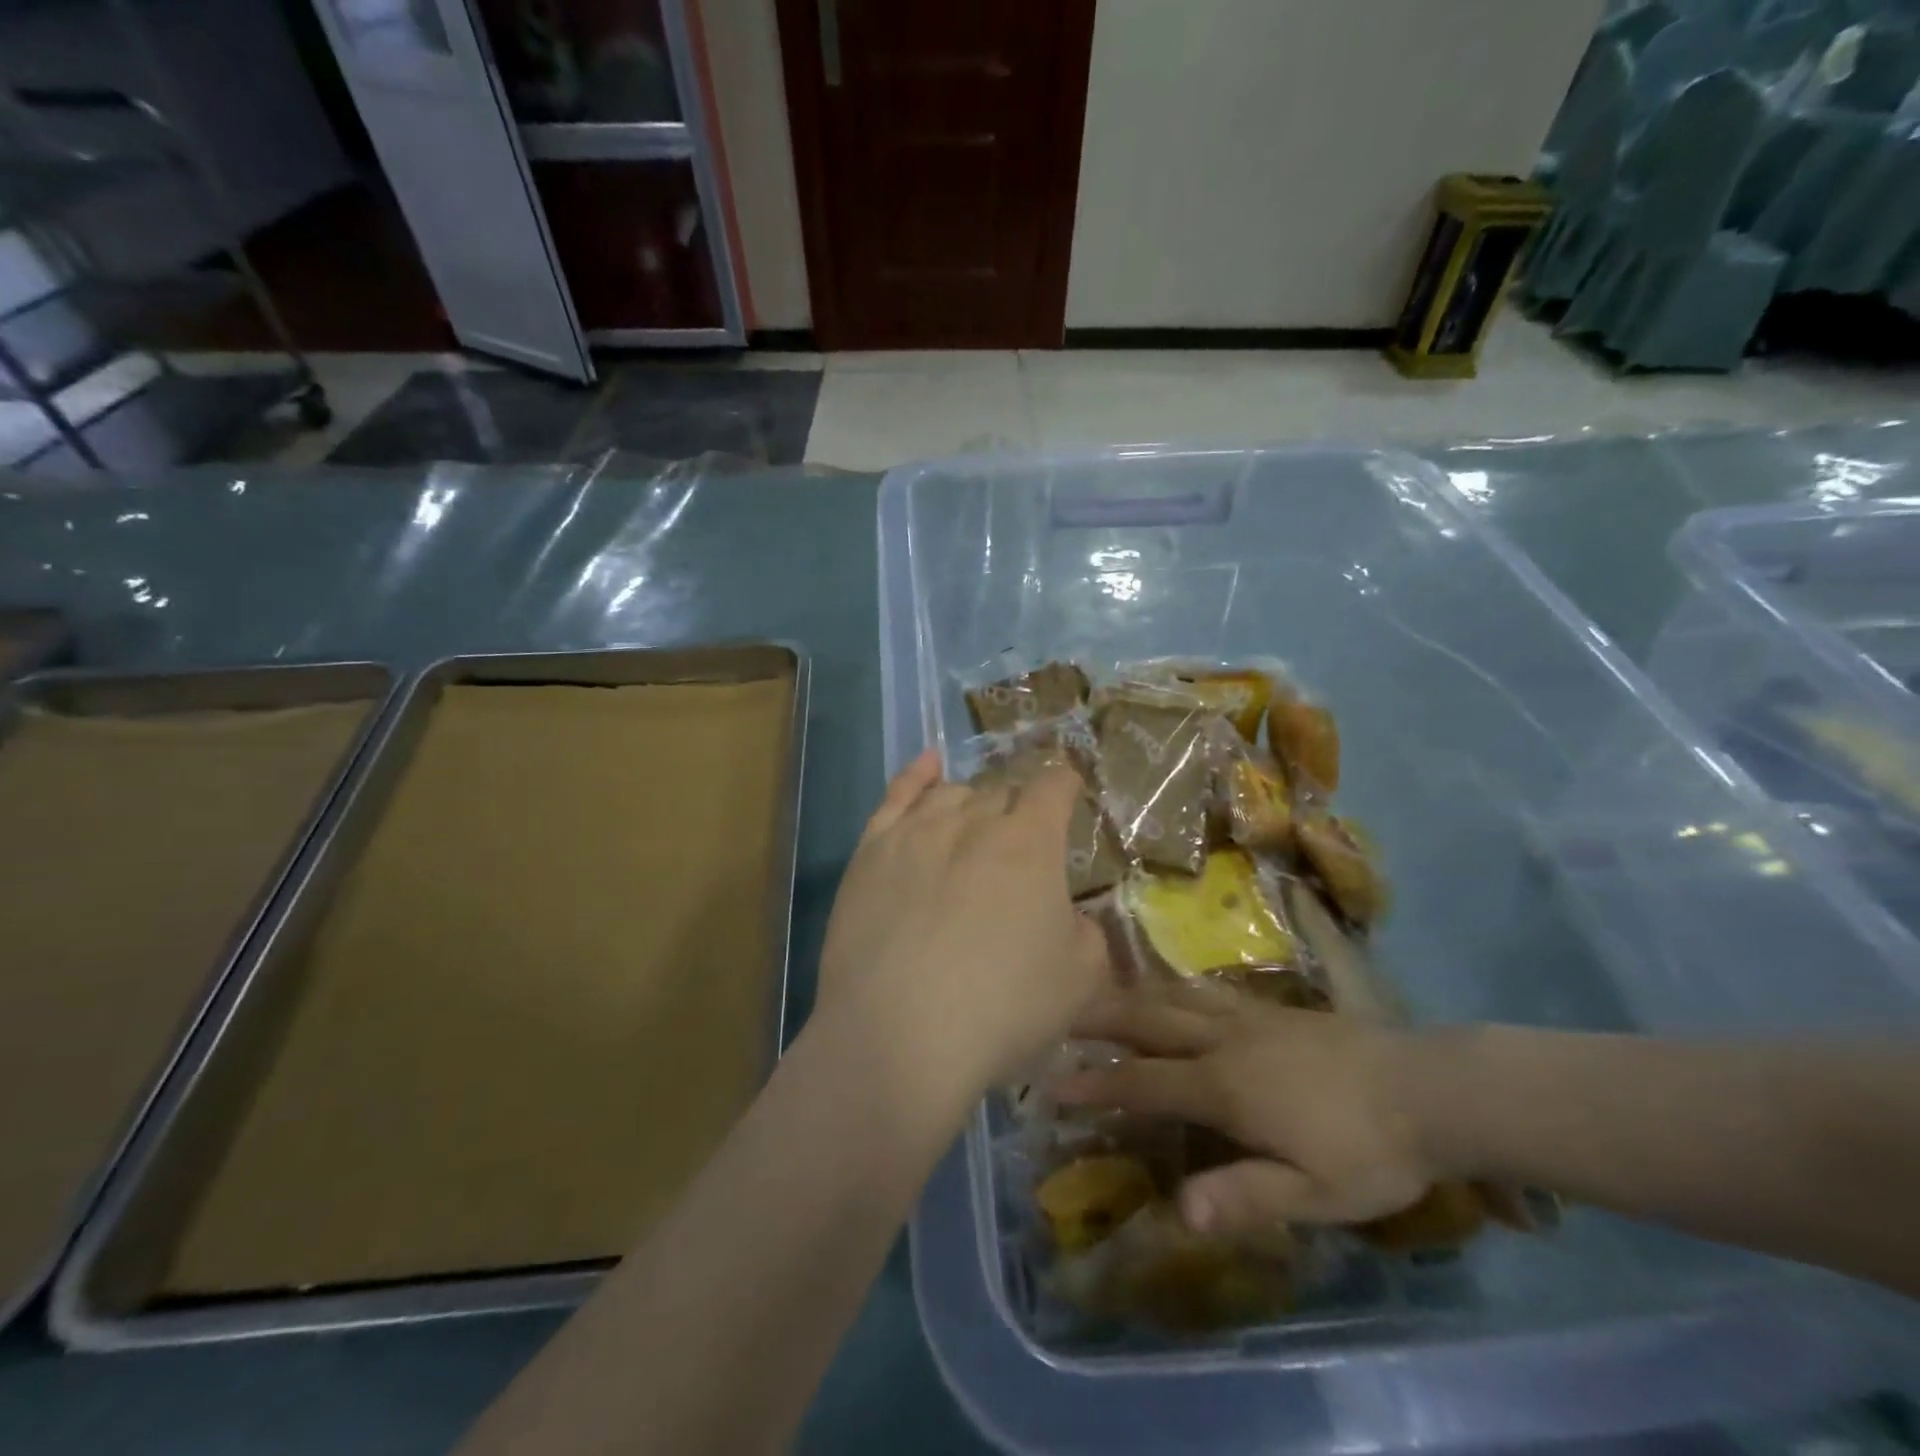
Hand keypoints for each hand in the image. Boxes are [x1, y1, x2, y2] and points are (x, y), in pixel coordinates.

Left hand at [815, 749, 1111, 1116]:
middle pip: (1001, 791)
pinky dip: (916, 776)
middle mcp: (972, 821)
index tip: (1071, 792)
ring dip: (972, 803)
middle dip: (1018, 808)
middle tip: (1021, 843)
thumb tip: (1067, 917)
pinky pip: (896, 797)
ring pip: (951, 794)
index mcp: (1029, 842)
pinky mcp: (869, 852)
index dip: (1066, 784)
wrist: (899, 1036)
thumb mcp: (1080, 980)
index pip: (1053, 787)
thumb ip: (1087, 934)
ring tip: (976, 825)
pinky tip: (928, 766)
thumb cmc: (1002, 1008)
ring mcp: (915, 832)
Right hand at [1059, 986, 1438, 1235]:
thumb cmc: (1370, 1150)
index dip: (1096, 1083)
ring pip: (1174, 996)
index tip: (1052, 1082)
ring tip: (1098, 994)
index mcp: (1225, 1086)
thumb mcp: (1315, 1193)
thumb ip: (1245, 1195)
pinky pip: (1204, 992)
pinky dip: (1172, 990)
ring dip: (1131, 996)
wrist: (1430, 1088)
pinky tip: (1169, 992)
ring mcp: (1248, 1017)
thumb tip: (1180, 1212)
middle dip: (1099, 1018)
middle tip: (1058, 1011)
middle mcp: (1224, 1040)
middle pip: (1148, 1020)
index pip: (1144, 1082)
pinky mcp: (1271, 1008)